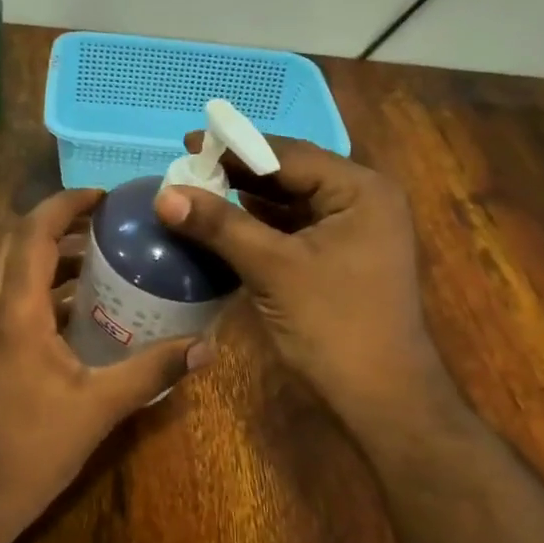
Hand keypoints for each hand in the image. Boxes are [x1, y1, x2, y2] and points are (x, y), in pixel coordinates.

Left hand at [0, 189, 209, 539]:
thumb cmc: (35, 446)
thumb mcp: (100, 406)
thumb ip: (152, 371)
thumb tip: (206, 348)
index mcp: (16, 311)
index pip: (33, 233)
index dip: (65, 204)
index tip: (103, 197)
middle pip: (17, 242)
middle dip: (58, 223)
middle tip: (106, 222)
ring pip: (11, 268)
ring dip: (49, 253)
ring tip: (100, 254)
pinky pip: (11, 295)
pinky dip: (43, 284)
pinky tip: (82, 306)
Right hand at [154, 138, 453, 421]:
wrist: (380, 397)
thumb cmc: (333, 324)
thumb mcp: (273, 268)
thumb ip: (220, 226)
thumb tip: (164, 195)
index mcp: (360, 190)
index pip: (289, 155)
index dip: (235, 148)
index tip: (187, 145)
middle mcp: (362, 201)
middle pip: (290, 175)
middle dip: (238, 174)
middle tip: (186, 169)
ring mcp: (353, 233)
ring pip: (290, 204)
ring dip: (246, 200)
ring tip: (196, 192)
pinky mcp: (340, 260)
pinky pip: (294, 231)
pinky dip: (260, 227)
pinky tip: (224, 226)